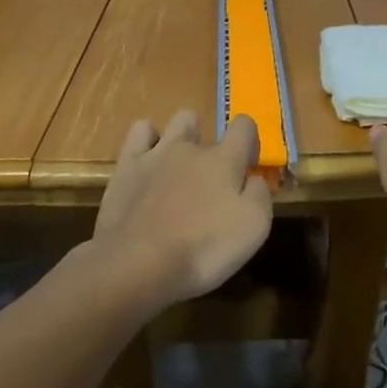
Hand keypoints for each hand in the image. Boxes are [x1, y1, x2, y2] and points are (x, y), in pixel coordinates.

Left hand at [92, 109, 272, 309]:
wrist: (138, 265)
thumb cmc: (202, 249)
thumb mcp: (253, 229)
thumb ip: (259, 194)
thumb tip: (254, 178)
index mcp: (224, 160)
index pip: (244, 126)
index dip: (250, 141)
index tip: (248, 167)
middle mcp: (190, 147)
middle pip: (206, 126)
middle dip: (210, 145)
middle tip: (209, 180)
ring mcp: (156, 153)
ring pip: (176, 122)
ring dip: (182, 136)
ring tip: (179, 167)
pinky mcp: (127, 167)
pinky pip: (141, 131)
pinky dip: (148, 140)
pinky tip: (150, 161)